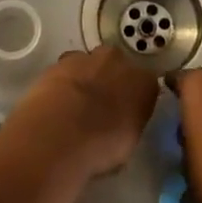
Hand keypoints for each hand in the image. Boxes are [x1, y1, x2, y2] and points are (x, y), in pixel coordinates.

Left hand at [2, 46, 159, 178]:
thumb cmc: (102, 145)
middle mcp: (119, 62)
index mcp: (143, 82)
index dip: (133, 100)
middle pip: (116, 67)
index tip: (124, 115)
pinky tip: (56, 104)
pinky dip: (63, 82)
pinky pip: (66, 70)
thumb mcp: (127, 144)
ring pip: (90, 65)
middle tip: (98, 108)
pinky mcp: (59, 61)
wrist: (61, 131)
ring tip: (72, 107)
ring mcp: (88, 58)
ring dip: (84, 80)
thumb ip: (127, 125)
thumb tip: (119, 126)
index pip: (145, 86)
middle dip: (109, 82)